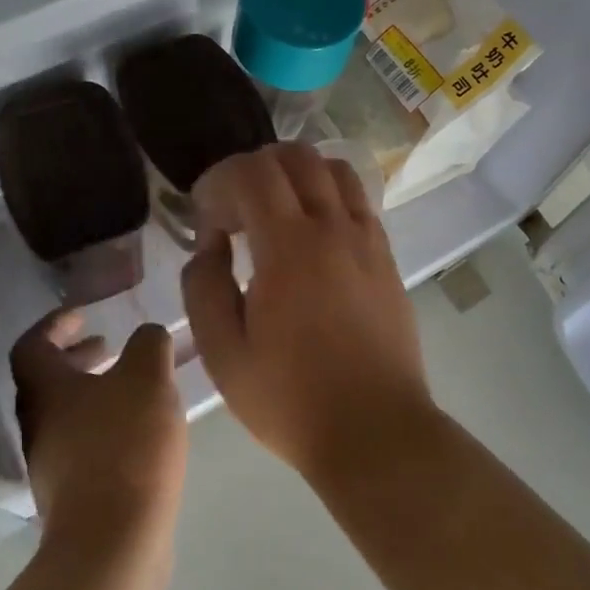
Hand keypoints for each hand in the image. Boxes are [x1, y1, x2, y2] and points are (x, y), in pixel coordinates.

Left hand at [9, 311, 187, 542]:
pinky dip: (105, 426)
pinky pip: (83, 446)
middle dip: (77, 359)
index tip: (83, 315)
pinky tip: (141, 433)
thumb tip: (147, 337)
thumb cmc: (125, 446)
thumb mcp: (147, 377)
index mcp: (45, 391)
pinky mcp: (72, 498)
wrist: (113, 545)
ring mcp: (52, 467)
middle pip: (46, 382)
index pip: (31, 345)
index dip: (54, 324)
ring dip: (93, 393)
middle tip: (108, 347)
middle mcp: (38, 426)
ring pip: (66, 415)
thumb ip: (148, 344)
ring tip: (133, 388)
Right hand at [181, 143, 436, 481]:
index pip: (252, 172)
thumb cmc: (291, 399)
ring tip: (274, 212)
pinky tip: (313, 234)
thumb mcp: (223, 354)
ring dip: (296, 174)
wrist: (375, 432)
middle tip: (234, 211)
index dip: (218, 182)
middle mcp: (333, 227)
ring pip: (333, 168)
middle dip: (254, 168)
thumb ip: (203, 286)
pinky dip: (328, 194)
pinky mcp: (386, 257)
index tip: (206, 222)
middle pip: (295, 156)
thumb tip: (210, 245)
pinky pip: (358, 200)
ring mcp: (367, 239)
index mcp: (289, 247)